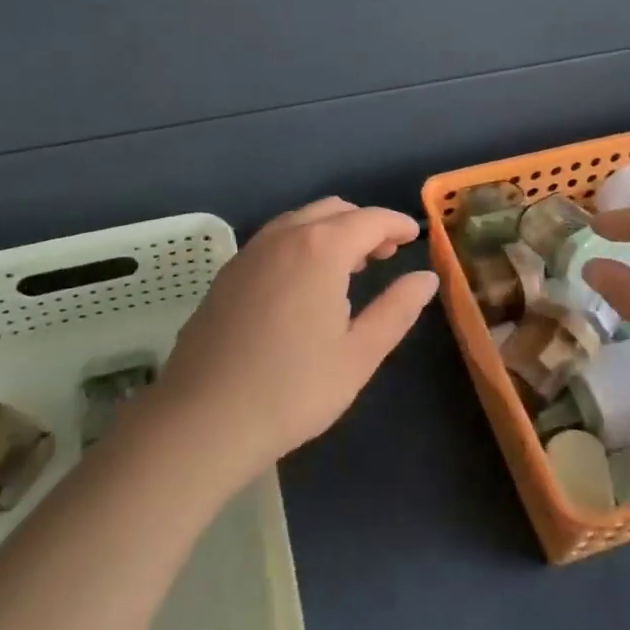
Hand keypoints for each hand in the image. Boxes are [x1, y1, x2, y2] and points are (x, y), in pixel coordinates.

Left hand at [152, 198, 438, 483]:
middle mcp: (284, 236)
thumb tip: (426, 278)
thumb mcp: (359, 354)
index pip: (370, 219)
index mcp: (321, 248)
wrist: (202, 420)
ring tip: (348, 268)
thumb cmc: (293, 389)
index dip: (396, 224)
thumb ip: (397, 309)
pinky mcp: (227, 273)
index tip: (414, 236)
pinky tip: (303, 283)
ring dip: (331, 231)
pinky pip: (274, 239)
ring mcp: (250, 252)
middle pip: (333, 210)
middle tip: (385, 254)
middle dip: (364, 224)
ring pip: (300, 221)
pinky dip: (301, 243)